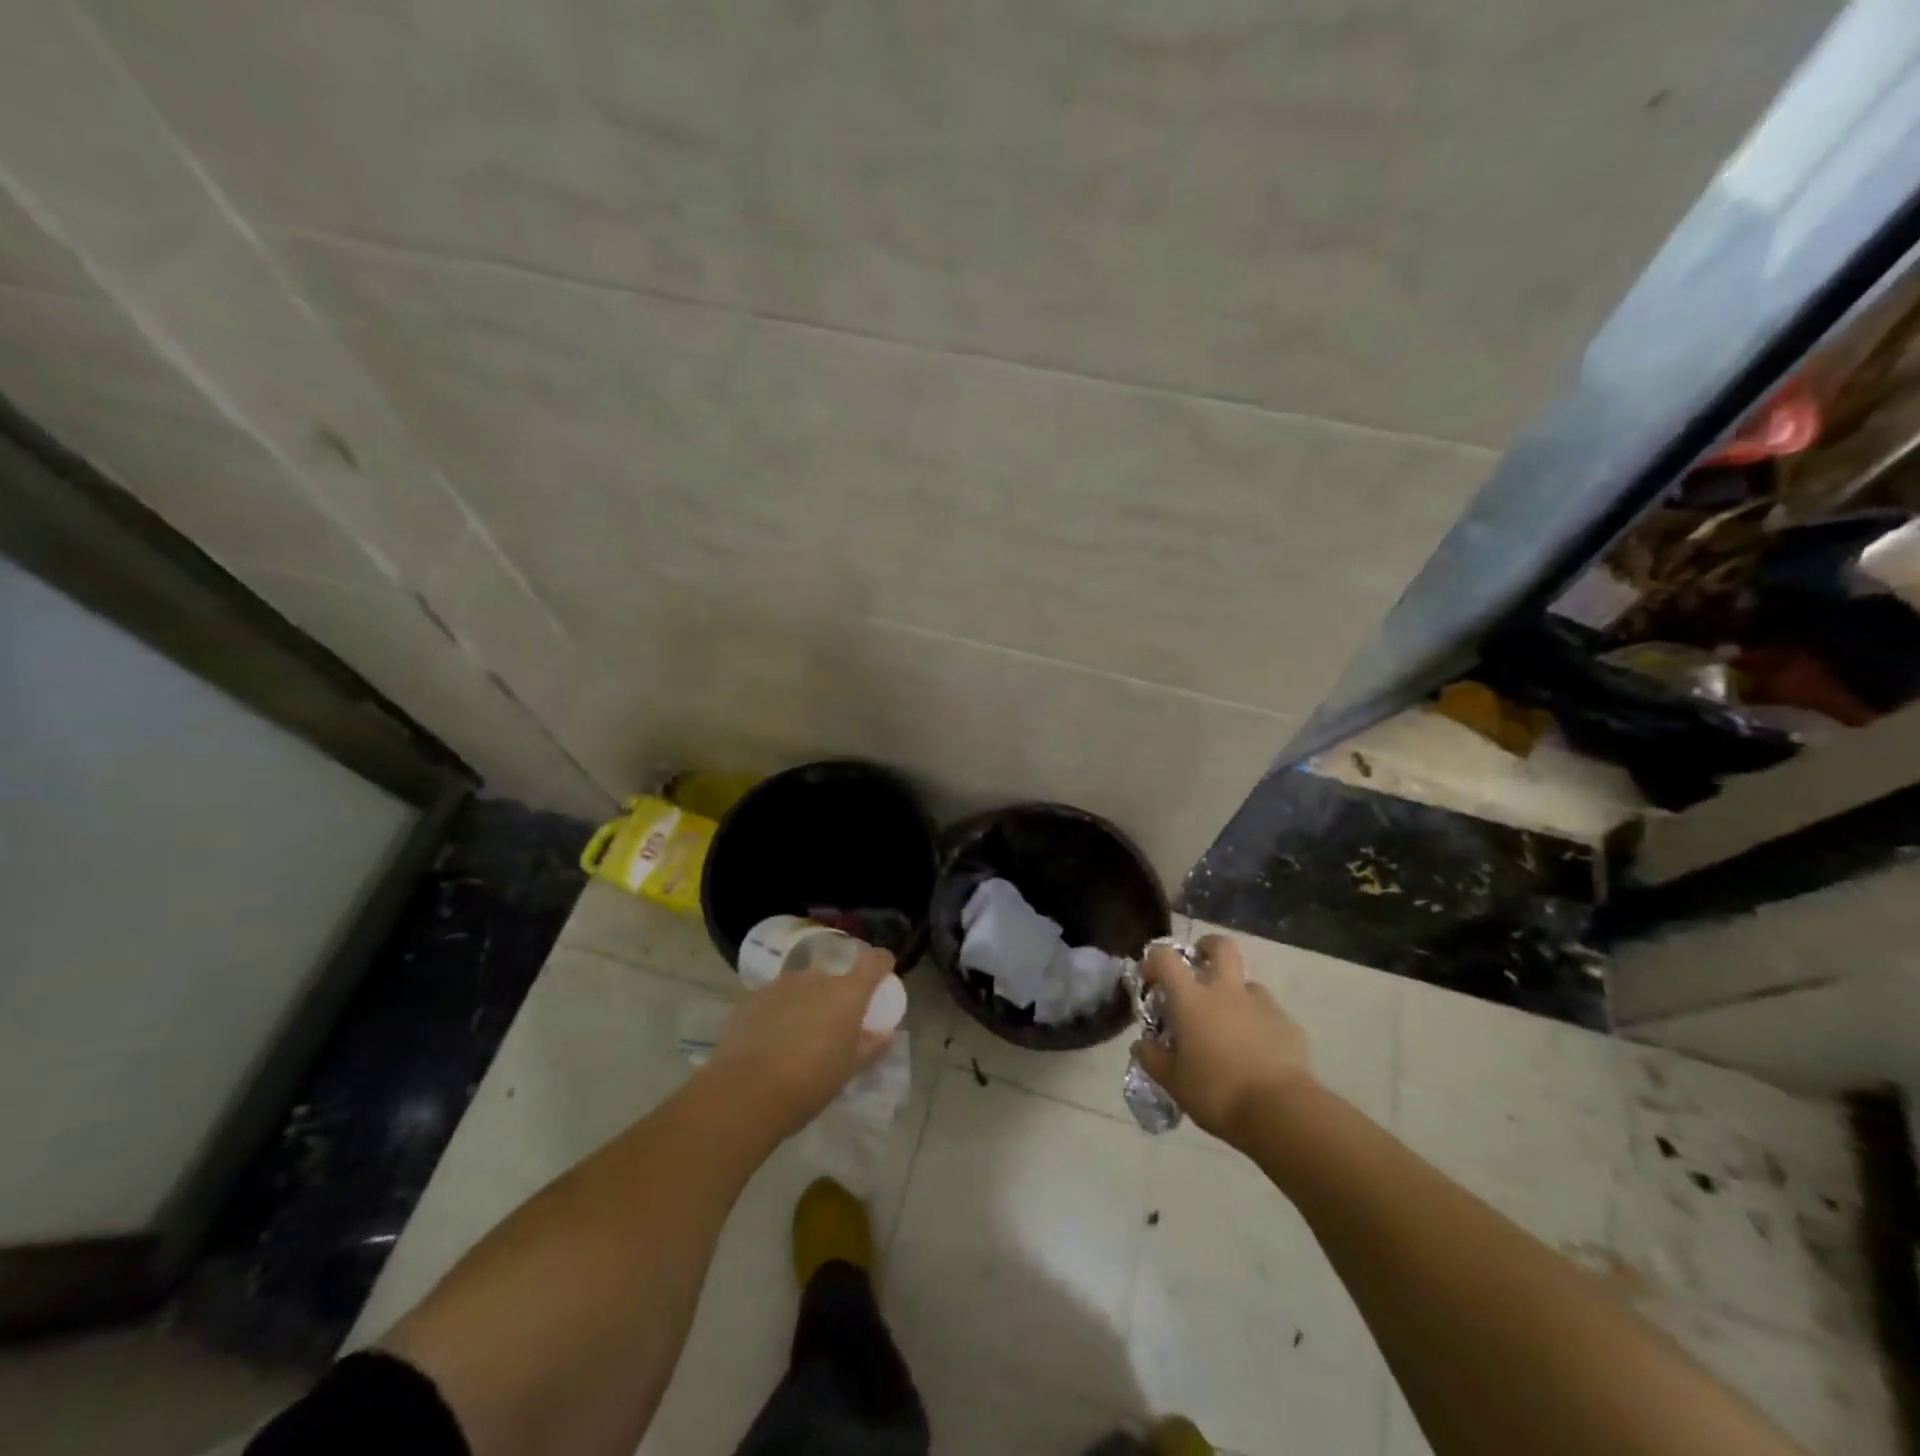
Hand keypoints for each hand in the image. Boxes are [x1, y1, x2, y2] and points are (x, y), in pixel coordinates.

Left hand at [705, 947, 899, 1140]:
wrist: (746, 1092)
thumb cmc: (810, 1082)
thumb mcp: (849, 1070)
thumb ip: (871, 1046)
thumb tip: (885, 1033)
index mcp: (848, 993)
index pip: (875, 961)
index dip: (881, 964)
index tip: (882, 975)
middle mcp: (817, 978)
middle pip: (834, 977)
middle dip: (836, 996)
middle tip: (831, 1027)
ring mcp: (782, 984)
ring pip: (803, 987)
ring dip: (806, 1003)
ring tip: (796, 1038)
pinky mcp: (753, 997)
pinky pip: (776, 999)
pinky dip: (779, 1012)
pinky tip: (770, 1042)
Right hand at [1133, 934, 1315, 1146]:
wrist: (1281, 1112)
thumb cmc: (1217, 1093)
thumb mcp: (1173, 1082)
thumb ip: (1152, 1058)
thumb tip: (1141, 1043)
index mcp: (1191, 999)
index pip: (1166, 958)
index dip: (1154, 960)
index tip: (1150, 977)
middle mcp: (1226, 991)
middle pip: (1221, 946)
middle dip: (1208, 947)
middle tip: (1200, 966)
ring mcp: (1261, 1004)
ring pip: (1247, 983)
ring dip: (1236, 994)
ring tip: (1231, 1025)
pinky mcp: (1288, 1024)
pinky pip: (1269, 1014)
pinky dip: (1259, 1024)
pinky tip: (1258, 1051)